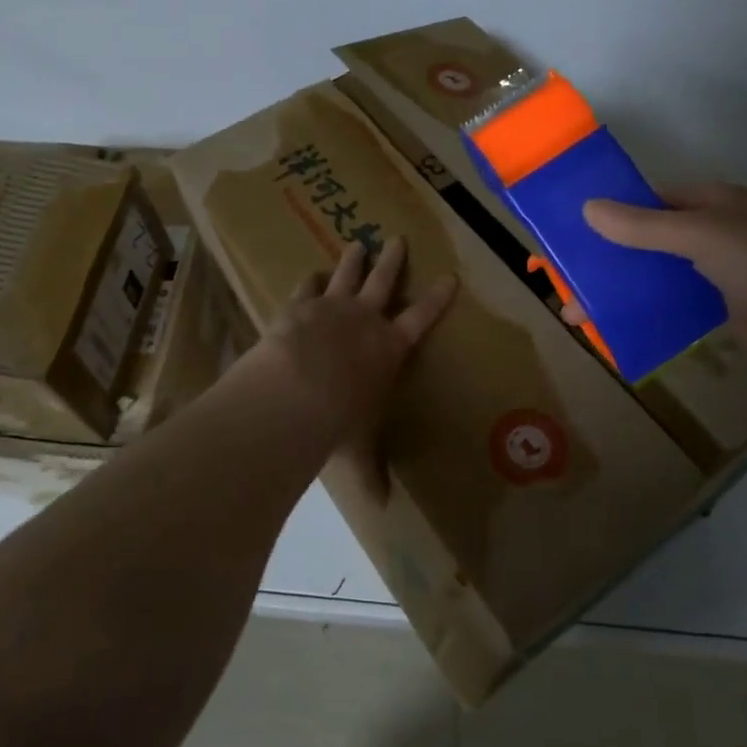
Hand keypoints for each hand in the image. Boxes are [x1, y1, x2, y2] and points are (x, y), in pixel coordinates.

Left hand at [246, 237, 456, 454]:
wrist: (296, 391)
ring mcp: (331, 307)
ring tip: (357, 244)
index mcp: (389, 348)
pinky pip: (307, 287)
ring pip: (347, 274)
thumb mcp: (359, 448)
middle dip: (392, 261)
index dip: (437, 298)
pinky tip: (310, 274)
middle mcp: (364, 320)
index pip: (421, 318)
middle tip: (397, 238)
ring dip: (353, 260)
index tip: (450, 277)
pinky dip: (310, 280)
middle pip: (383, 282)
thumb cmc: (339, 420)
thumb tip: (381, 507)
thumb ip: (370, 472)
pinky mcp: (298, 306)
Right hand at [579, 184, 746, 376]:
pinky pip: (669, 305)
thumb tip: (587, 209)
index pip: (645, 200)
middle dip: (604, 259)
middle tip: (561, 280)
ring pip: (653, 275)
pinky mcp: (718, 308)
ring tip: (576, 313)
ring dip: (618, 291)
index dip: (606, 213)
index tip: (566, 232)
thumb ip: (644, 226)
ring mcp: (713, 272)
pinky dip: (642, 313)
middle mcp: (707, 232)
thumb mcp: (701, 236)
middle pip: (643, 240)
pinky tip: (611, 328)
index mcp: (707, 203)